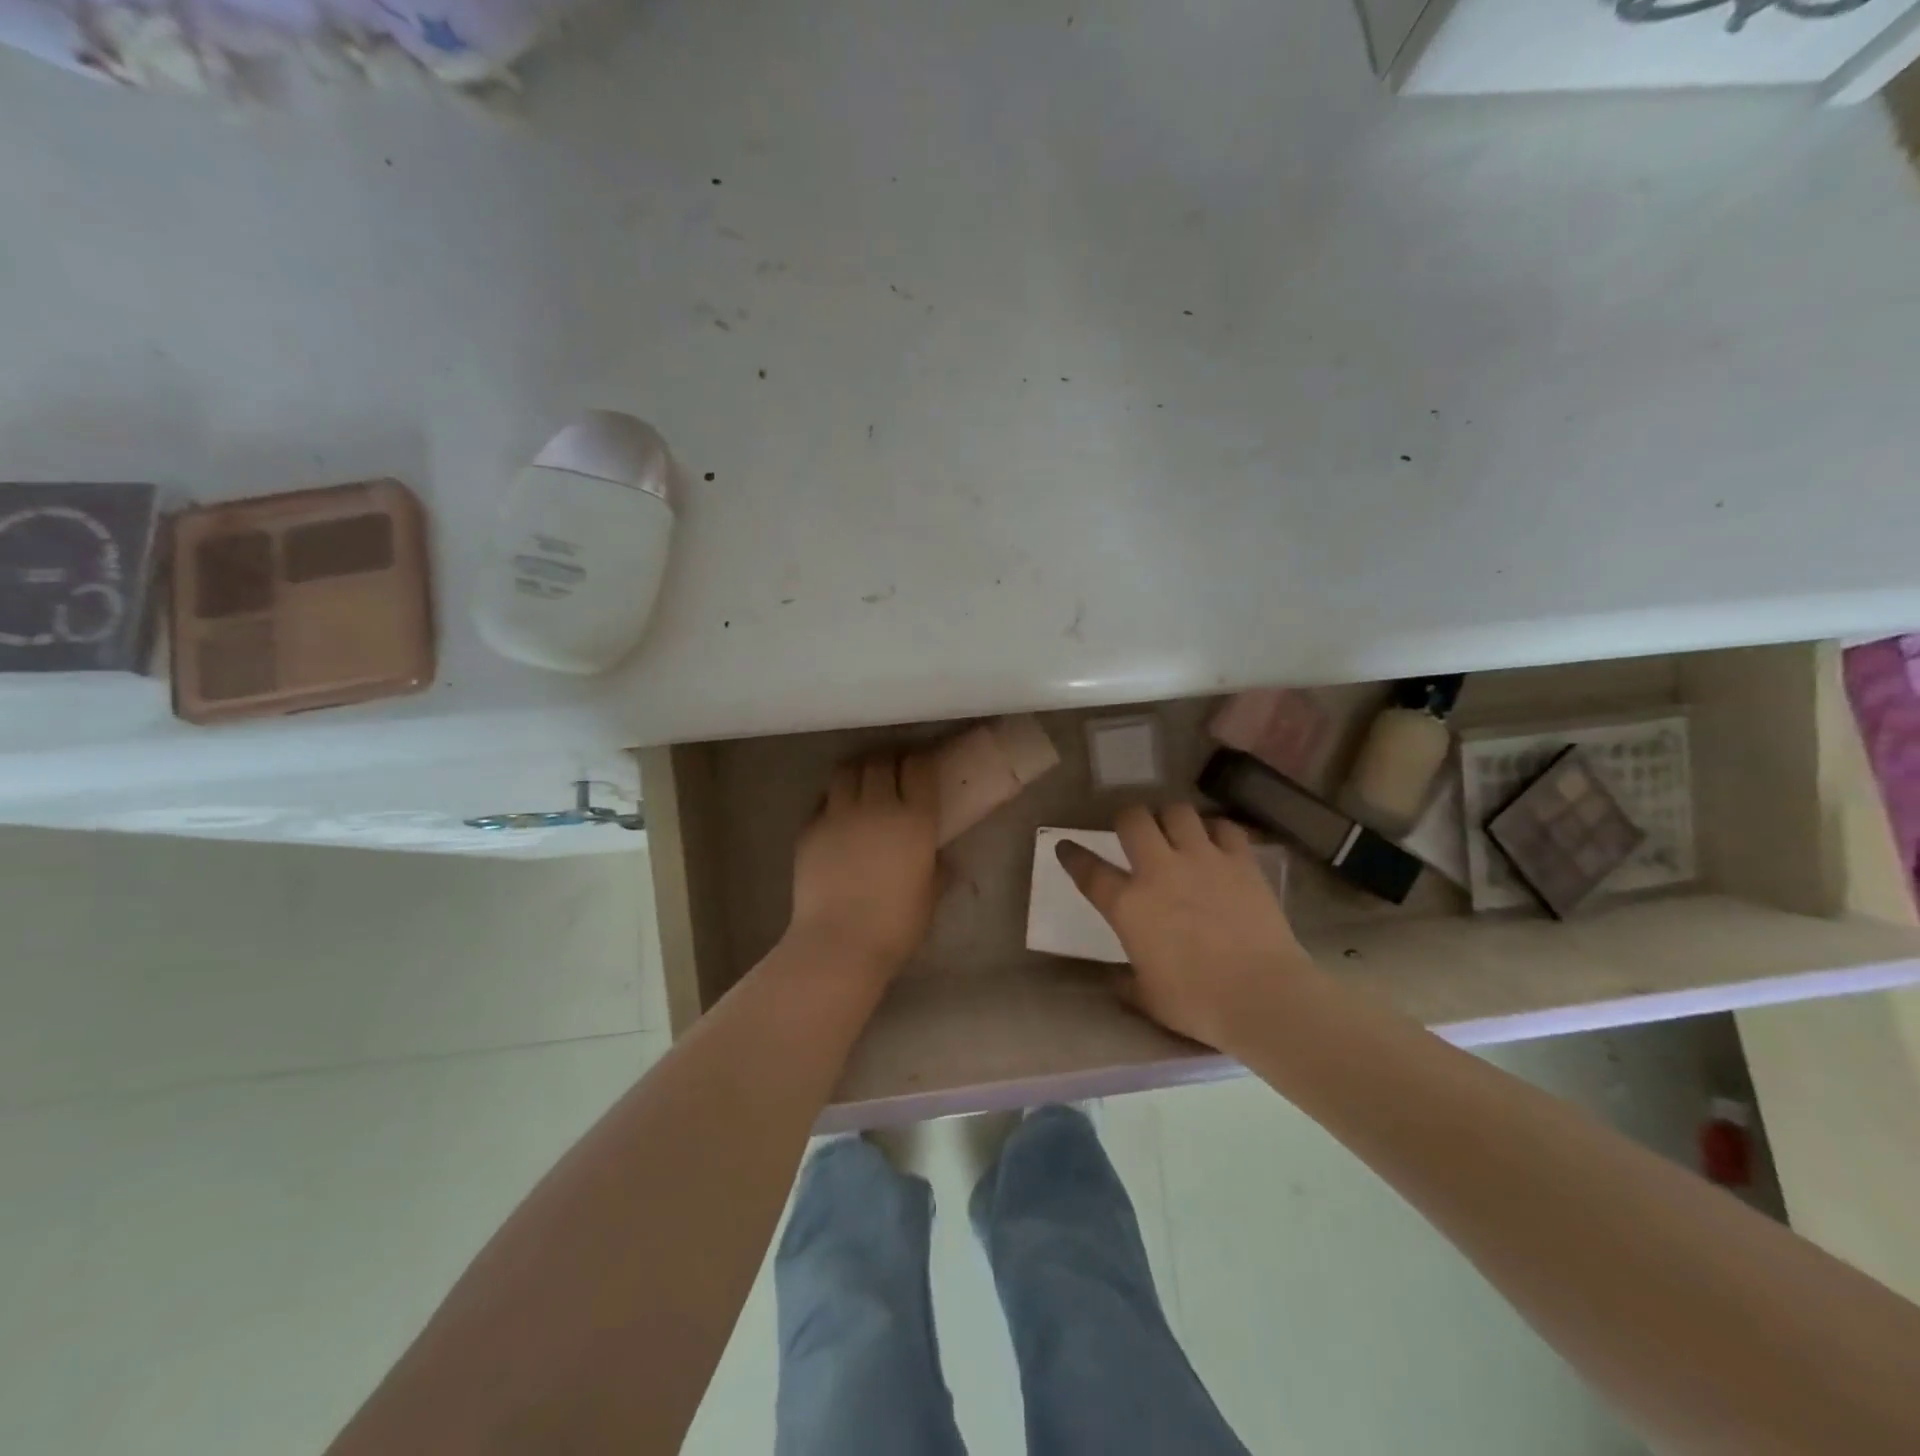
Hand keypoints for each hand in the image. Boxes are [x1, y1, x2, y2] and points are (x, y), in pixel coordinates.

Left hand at [787, 751, 941, 978]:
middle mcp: (877, 805)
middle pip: (881, 761)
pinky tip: (838, 812)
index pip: (918, 768)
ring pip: (847, 770)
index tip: (921, 767)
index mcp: (915, 819)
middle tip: (893, 770)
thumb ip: (937, 869)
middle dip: (889, 759)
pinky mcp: (810, 827)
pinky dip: (834, 797)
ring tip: (863, 779)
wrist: (839, 942)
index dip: (920, 761)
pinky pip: (824, 799)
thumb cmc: (896, 925)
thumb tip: (940, 859)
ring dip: (859, 769)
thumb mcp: (929, 896)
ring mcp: (839, 813)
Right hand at [1056, 803, 1316, 1051]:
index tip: (1066, 846)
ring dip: (1171, 818)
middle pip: (1133, 819)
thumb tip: (1117, 979)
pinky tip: (1216, 842)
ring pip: (1177, 811)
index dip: (1072, 855)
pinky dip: (1217, 829)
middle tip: (1132, 833)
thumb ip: (1126, 980)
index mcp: (1128, 905)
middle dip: (1126, 819)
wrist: (1262, 996)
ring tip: (1175, 831)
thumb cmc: (1197, 1002)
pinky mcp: (1241, 861)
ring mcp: (1202, 860)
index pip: (1088, 870)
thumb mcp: (1147, 997)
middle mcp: (1159, 870)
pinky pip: (1225, 827)